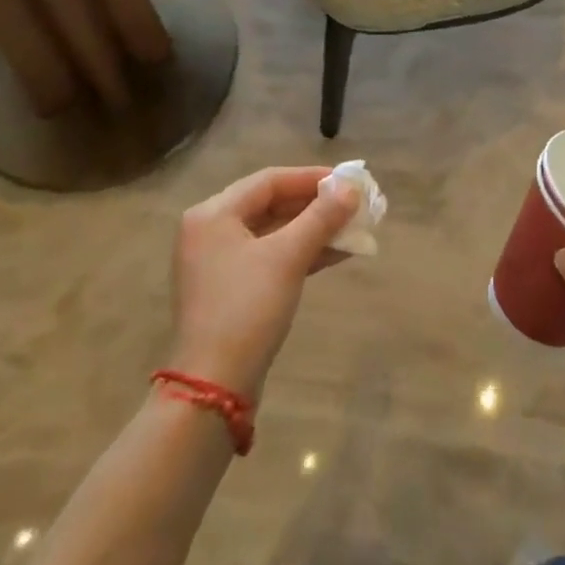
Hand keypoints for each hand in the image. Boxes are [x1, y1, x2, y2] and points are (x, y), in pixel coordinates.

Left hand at [167, 166, 359, 402]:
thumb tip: (351, 187)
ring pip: (273, 232)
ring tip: (353, 228)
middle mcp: (210, 231)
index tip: (348, 180)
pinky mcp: (230, 289)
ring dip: (312, 230)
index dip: (311, 178)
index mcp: (213, 214)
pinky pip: (270, 256)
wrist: (214, 386)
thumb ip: (321, 218)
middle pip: (270, 204)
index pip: (269, 181)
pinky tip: (336, 253)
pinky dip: (300, 252)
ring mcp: (218, 262)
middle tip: (353, 204)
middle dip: (315, 205)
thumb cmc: (247, 309)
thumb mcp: (287, 258)